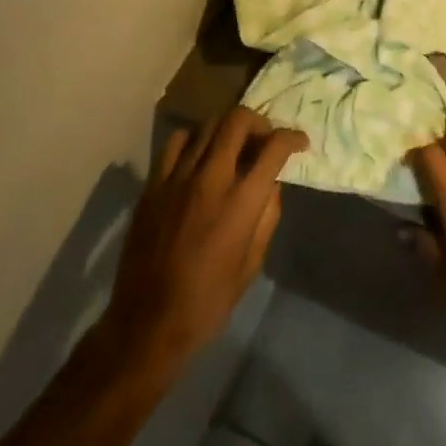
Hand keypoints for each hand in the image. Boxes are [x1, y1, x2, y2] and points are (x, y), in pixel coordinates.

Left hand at [99, 108, 306, 382]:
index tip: (299, 143)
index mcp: (240, 202)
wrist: (146, 324)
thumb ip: (267, 216)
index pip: (273, 148)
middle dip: (260, 123)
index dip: (292, 138)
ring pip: (208, 124)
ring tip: (234, 146)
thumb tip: (271, 184)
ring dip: (229, 129)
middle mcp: (210, 179)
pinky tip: (199, 157)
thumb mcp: (252, 264)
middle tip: (265, 140)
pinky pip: (176, 142)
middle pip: (238, 120)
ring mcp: (177, 178)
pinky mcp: (153, 185)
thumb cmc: (207, 301)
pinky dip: (194, 139)